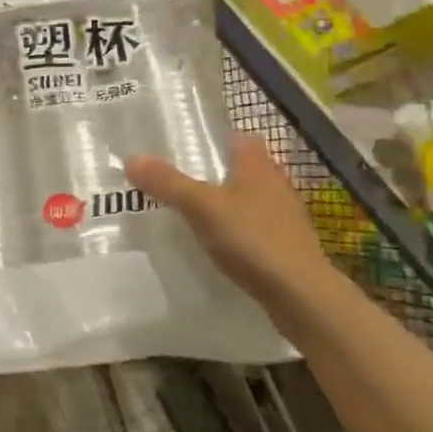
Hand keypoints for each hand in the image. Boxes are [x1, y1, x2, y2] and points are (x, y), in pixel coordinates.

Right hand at [126, 133, 332, 312]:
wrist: (300, 294)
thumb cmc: (252, 238)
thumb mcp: (201, 207)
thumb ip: (168, 183)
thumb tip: (132, 158)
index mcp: (258, 165)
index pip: (239, 138)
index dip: (216, 138)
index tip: (187, 147)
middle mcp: (275, 183)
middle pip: (244, 168)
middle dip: (217, 173)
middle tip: (181, 180)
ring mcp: (285, 216)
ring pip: (251, 199)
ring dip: (228, 203)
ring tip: (195, 213)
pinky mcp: (288, 246)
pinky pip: (257, 228)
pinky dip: (239, 231)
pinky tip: (220, 245)